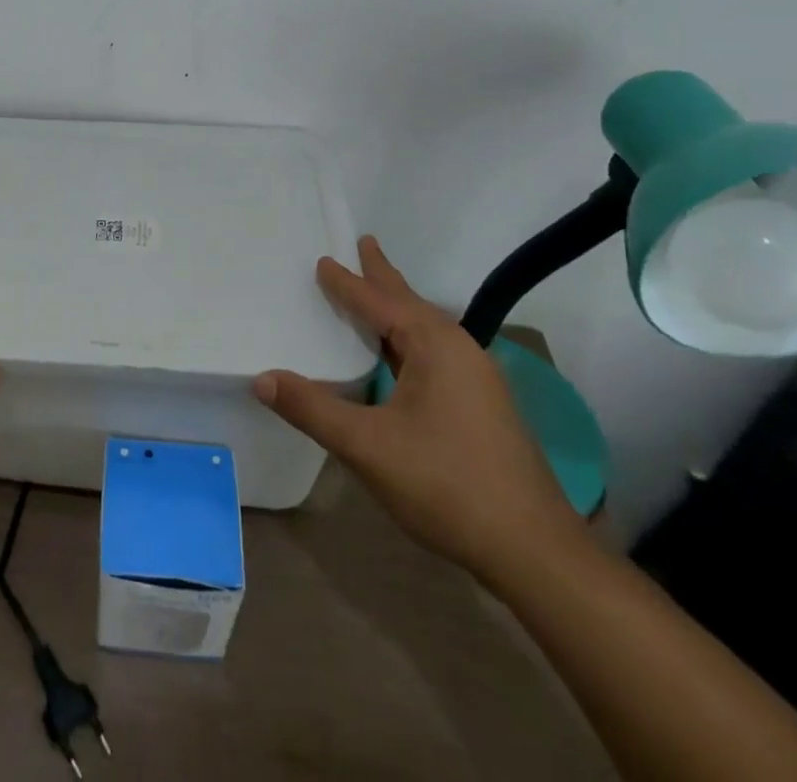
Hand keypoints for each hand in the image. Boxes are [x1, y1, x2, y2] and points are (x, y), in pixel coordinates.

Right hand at [254, 235, 582, 584]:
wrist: (534, 552)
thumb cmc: (446, 485)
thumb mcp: (367, 446)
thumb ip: (312, 409)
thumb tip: (261, 378)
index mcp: (434, 345)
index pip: (379, 302)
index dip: (347, 282)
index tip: (323, 259)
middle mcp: (460, 350)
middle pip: (410, 303)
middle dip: (383, 277)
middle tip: (363, 245)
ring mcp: (478, 379)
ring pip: (426, 330)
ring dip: (397, 308)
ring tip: (376, 294)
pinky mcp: (484, 406)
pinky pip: (436, 353)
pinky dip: (408, 339)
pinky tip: (400, 357)